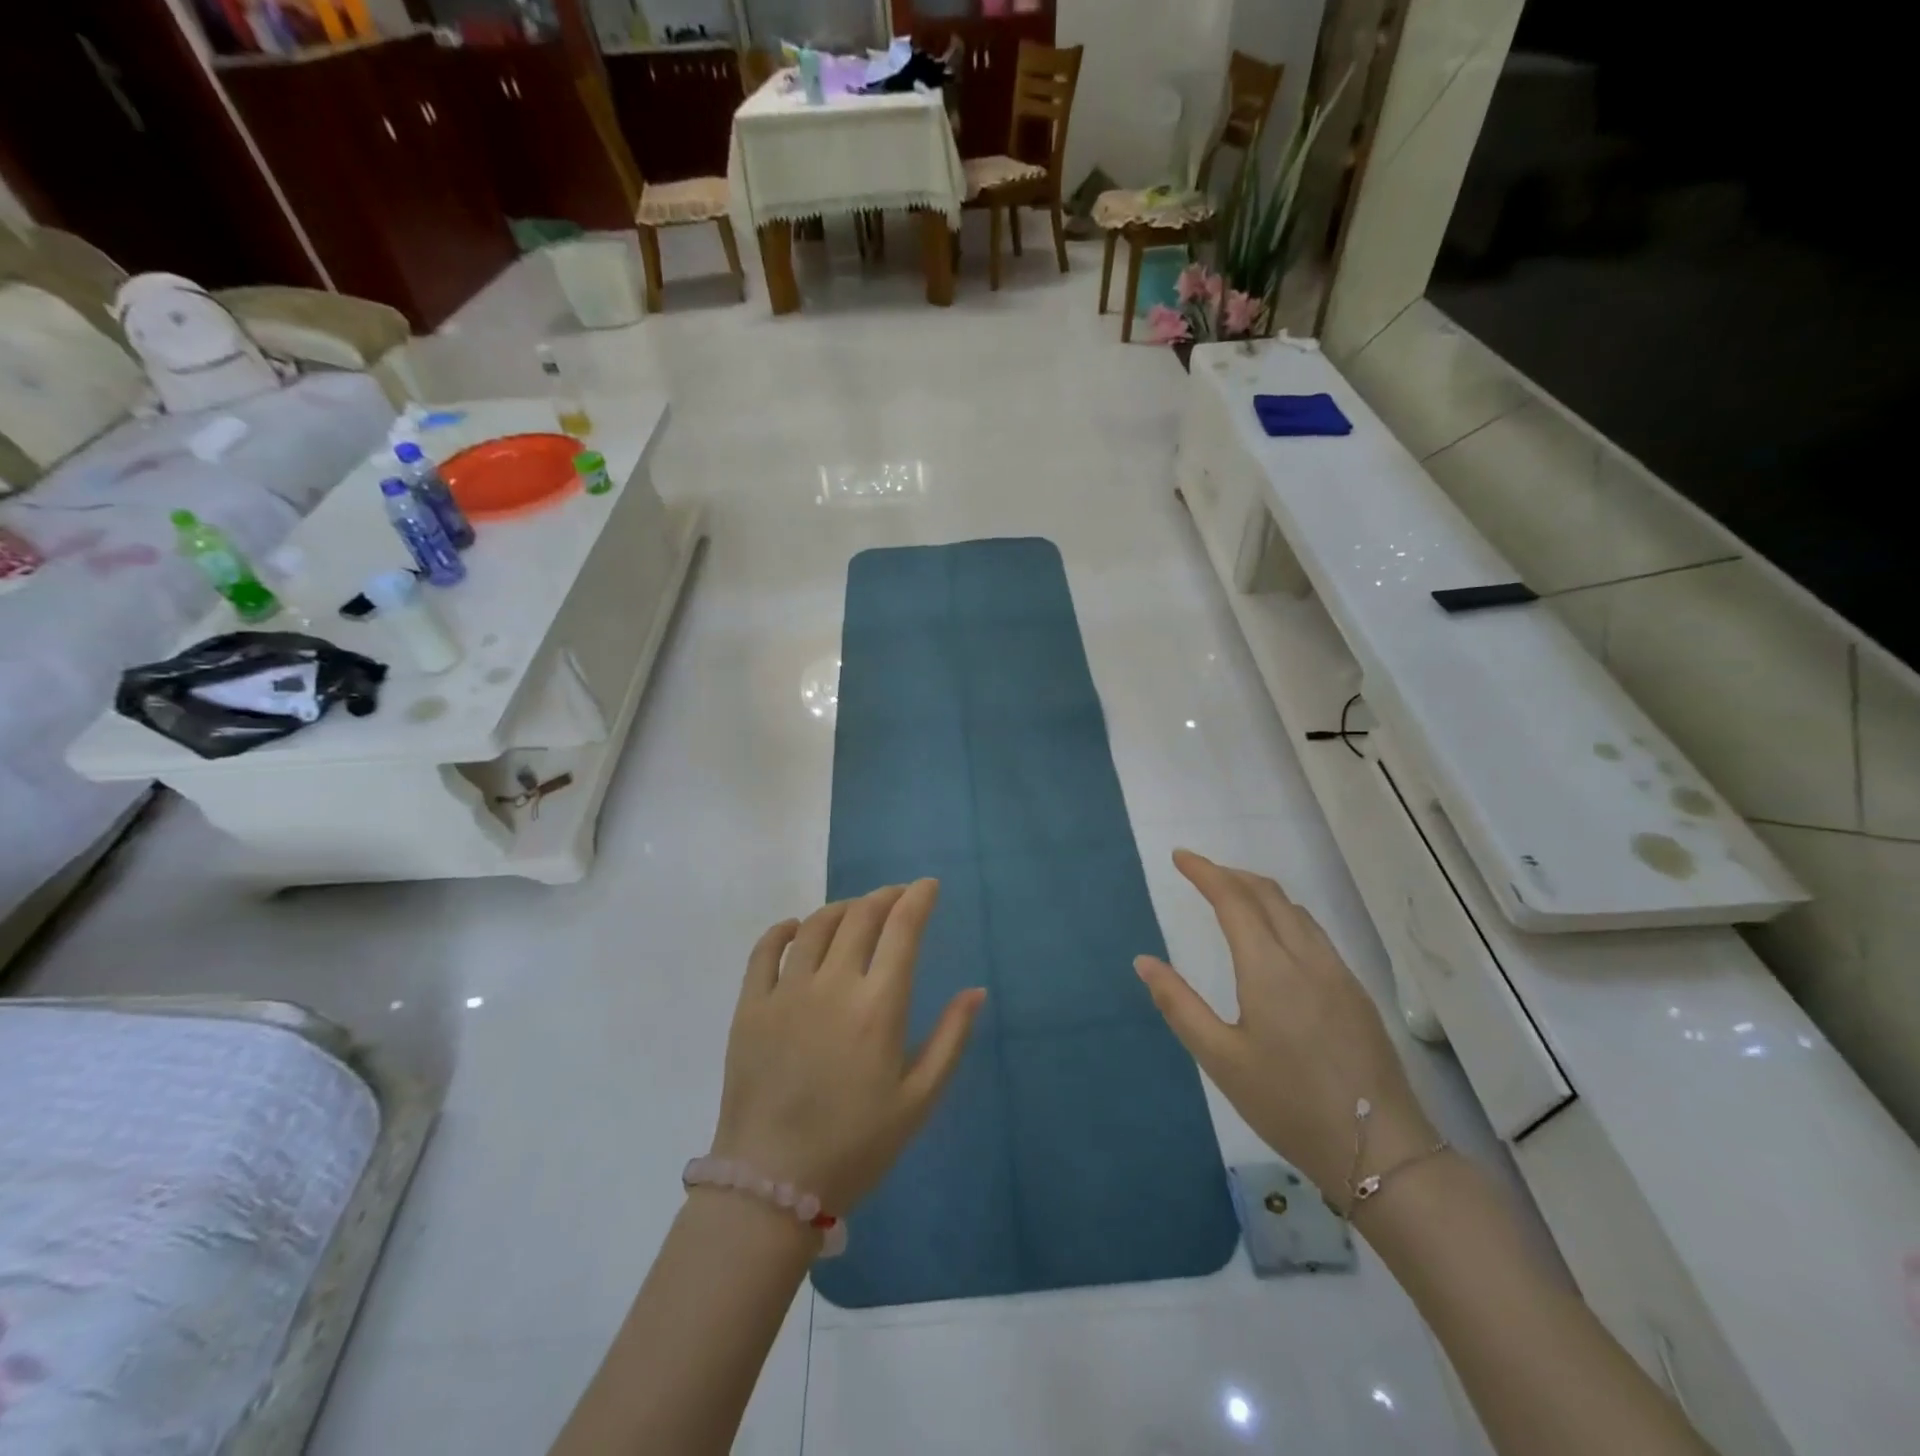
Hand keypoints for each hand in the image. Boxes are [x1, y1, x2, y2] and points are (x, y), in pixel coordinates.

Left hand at [710, 880, 985, 1214]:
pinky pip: (764, 950)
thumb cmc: (856, 1146)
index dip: (918, 899)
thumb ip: (951, 1039)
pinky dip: (784, 929)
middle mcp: (832, 985)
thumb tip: (976, 991)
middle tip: (897, 897)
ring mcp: (786, 992)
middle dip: (885, 896)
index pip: (902, 930)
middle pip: (861, 916)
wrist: (771, 1184)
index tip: (928, 886)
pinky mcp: (750, 1006)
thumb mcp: (918, 1100)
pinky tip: (796, 928)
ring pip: (816, 925)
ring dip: (842, 908)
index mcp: (878, 1007)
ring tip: (856, 911)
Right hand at [1135, 851, 1436, 1201]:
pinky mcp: (1356, 992)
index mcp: (1269, 968)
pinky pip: (1314, 932)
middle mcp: (1306, 958)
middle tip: (1199, 872)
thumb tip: (1144, 961)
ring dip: (1259, 892)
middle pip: (1268, 894)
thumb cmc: (1288, 1104)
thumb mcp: (1220, 1059)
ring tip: (1231, 895)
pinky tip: (1274, 936)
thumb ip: (1179, 1005)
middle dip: (1231, 874)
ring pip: (1296, 911)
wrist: (1381, 1152)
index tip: (1179, 857)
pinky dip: (1284, 914)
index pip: (1234, 900)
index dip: (1205, 872)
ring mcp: (1338, 973)